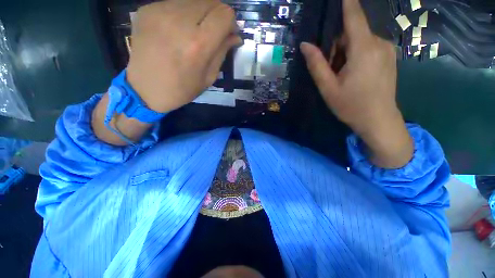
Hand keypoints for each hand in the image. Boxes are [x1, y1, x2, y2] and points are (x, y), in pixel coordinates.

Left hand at [126, 0, 240, 112]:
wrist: (145, 89)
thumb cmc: (182, 89)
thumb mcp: (209, 77)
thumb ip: (222, 52)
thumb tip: (235, 36)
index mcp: (198, 44)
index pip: (225, 14)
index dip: (230, 23)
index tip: (227, 34)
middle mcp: (179, 21)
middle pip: (211, 1)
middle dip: (217, 16)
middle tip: (212, 33)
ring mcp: (160, 11)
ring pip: (193, 0)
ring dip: (200, 14)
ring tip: (193, 32)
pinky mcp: (146, 9)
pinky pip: (175, 3)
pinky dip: (182, 14)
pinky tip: (176, 31)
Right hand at [300, 0, 412, 167]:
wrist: (378, 120)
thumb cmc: (351, 105)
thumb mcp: (328, 87)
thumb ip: (317, 64)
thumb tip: (305, 45)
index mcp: (363, 49)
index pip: (354, 16)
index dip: (347, 2)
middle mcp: (379, 43)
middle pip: (353, 33)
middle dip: (338, 46)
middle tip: (330, 70)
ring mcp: (387, 50)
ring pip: (360, 41)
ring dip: (346, 53)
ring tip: (342, 76)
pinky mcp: (389, 57)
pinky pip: (369, 48)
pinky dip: (357, 56)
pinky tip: (354, 75)